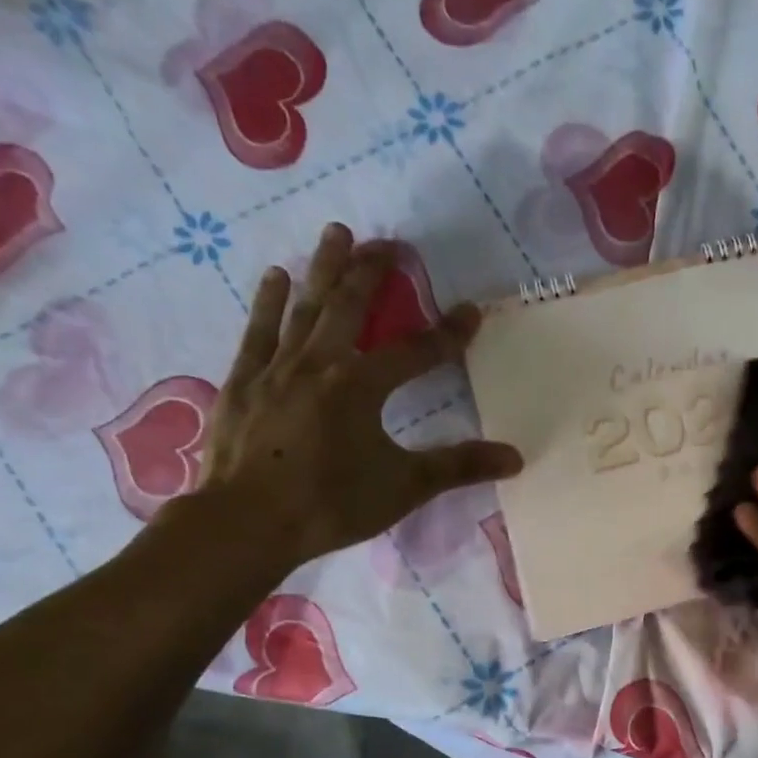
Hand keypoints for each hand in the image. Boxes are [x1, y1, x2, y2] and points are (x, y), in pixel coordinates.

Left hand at [191, 224, 521, 573]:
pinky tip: (274, 277)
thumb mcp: (405, 487)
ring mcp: (275, 369)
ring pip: (303, 308)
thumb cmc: (331, 504)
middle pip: (349, 308)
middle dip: (372, 275)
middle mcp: (318, 364)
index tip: (471, 311)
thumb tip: (515, 458)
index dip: (447, 334)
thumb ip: (458, 467)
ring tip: (335, 234)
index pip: (415, 353)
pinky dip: (267, 303)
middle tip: (387, 244)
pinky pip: (258, 332)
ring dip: (322, 270)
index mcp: (360, 385)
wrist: (246, 523)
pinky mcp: (242, 383)